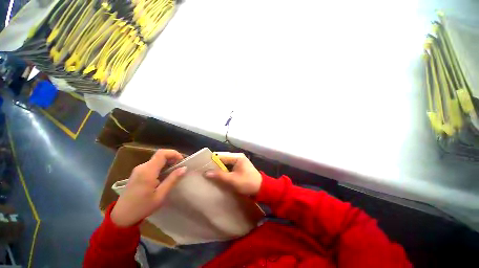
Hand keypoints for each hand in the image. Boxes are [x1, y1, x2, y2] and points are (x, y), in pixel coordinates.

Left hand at [111, 149, 186, 226]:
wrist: (122, 216)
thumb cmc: (142, 207)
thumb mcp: (160, 195)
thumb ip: (172, 179)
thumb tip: (184, 168)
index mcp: (147, 171)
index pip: (162, 153)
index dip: (174, 153)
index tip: (182, 161)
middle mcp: (142, 167)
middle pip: (160, 155)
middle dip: (172, 158)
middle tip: (181, 167)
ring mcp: (139, 169)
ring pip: (157, 160)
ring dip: (168, 162)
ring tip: (175, 172)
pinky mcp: (138, 173)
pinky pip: (152, 165)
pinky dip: (162, 166)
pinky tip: (165, 175)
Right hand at [205, 152, 261, 195]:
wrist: (261, 189)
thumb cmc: (247, 182)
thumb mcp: (232, 179)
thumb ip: (219, 175)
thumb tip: (205, 172)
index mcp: (237, 157)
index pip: (221, 156)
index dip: (212, 161)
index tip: (203, 167)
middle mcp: (238, 158)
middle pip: (223, 160)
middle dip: (215, 166)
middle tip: (205, 172)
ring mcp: (239, 163)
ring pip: (226, 165)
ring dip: (219, 170)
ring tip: (210, 175)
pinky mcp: (240, 169)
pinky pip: (230, 169)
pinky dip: (224, 172)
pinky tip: (219, 178)